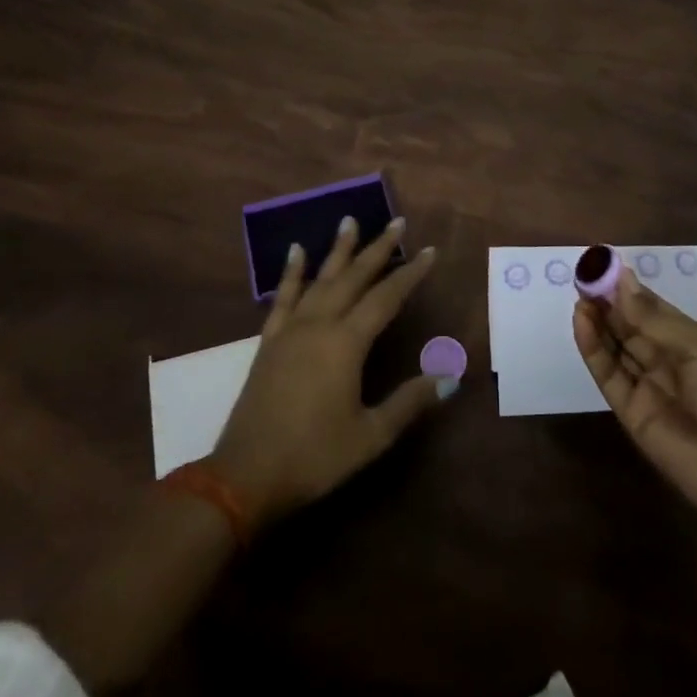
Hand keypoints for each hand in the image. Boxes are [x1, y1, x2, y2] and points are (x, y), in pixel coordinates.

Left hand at [211, 216, 446, 528]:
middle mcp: (320, 324)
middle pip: (354, 277)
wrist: (245, 476)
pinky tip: (297, 251)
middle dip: (378, 248)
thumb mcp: (371, 435)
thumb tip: (451, 376)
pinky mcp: (270, 340)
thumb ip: (410, 402)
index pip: (386, 298)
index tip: (429, 251)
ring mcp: (291, 329)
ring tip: (350, 220)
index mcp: (347, 343)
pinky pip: (283, 296)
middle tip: (397, 222)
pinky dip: (292, 272)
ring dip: (338, 249)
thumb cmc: (314, 457)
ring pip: (320, 278)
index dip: (410, 274)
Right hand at [574, 269, 696, 530]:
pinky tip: (582, 321)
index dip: (627, 288)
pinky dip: (592, 348)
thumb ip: (655, 319)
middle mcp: (664, 359)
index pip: (650, 307)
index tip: (602, 265)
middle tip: (583, 276)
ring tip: (579, 294)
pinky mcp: (628, 410)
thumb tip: (622, 279)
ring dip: (596, 320)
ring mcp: (645, 385)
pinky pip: (607, 374)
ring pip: (614, 346)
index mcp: (688, 340)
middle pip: (628, 324)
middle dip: (606, 300)